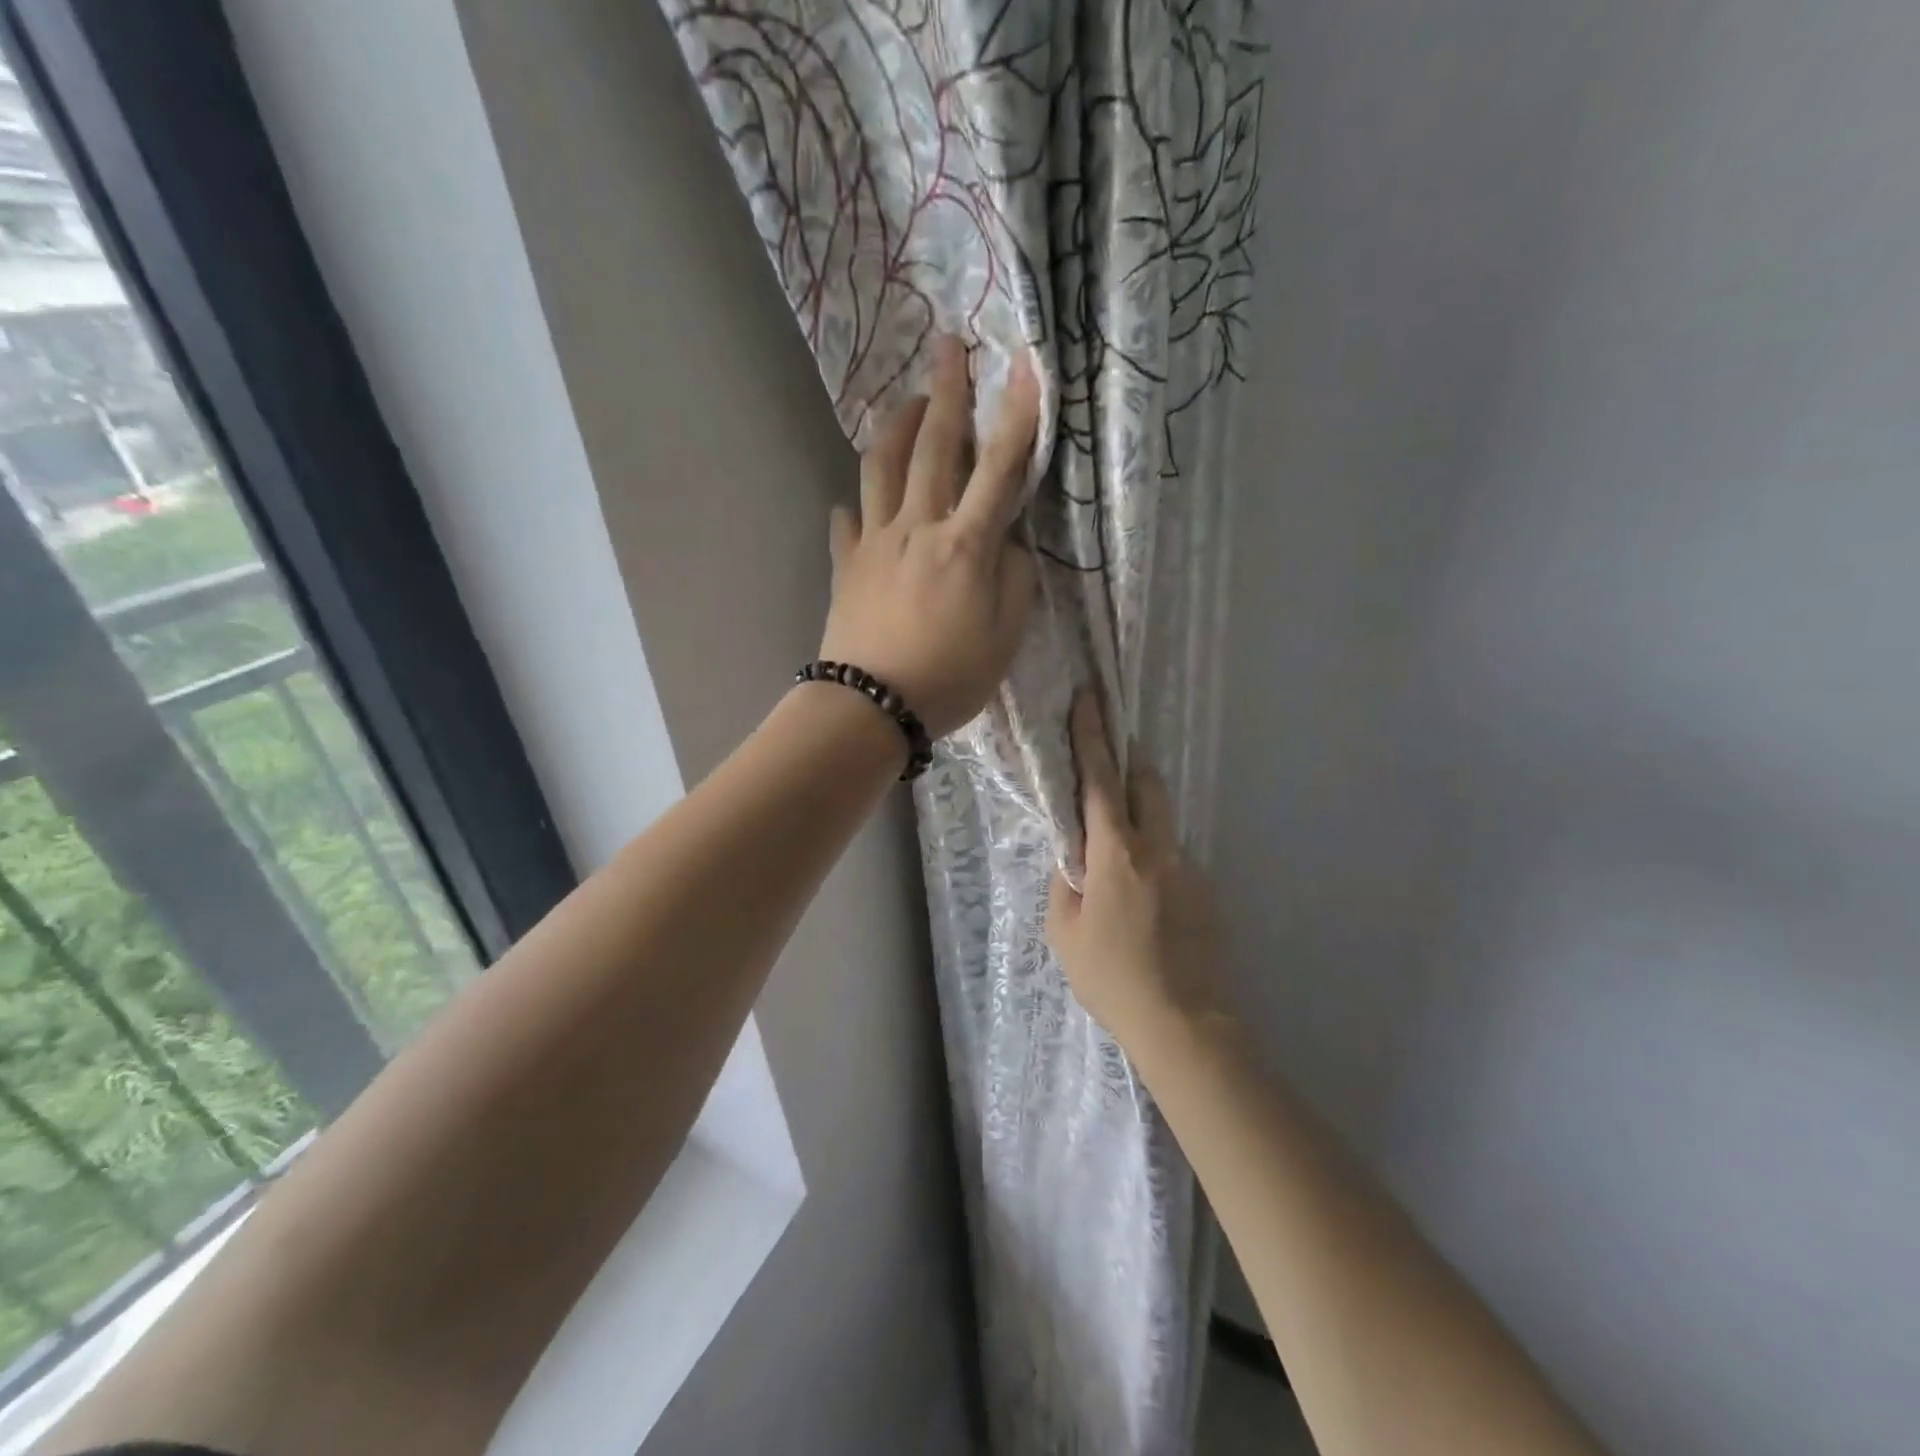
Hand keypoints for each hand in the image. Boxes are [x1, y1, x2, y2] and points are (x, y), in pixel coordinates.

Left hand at [818, 337, 1039, 737]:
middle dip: (945, 392)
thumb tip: (1008, 546)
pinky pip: (846, 525)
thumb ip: (1015, 583)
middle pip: (933, 448)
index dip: (1017, 415)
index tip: (1025, 365)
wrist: (870, 706)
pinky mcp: (845, 566)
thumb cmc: (948, 678)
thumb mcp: (1005, 638)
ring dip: (895, 428)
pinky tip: (853, 506)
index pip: (999, 468)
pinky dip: (853, 509)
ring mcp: (875, 543)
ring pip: (881, 469)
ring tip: (906, 404)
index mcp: (966, 544)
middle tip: (947, 346)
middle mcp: (919, 527)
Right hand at [1047, 689, 1231, 1052]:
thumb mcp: (1066, 932)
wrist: (1185, 1025)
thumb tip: (1074, 857)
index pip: (1100, 781)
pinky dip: (1151, 853)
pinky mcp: (1205, 890)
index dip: (1092, 736)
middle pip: (1146, 783)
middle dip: (1127, 759)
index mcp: (1118, 854)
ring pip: (1162, 819)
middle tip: (1108, 752)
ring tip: (1116, 840)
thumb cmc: (1113, 979)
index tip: (1089, 698)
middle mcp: (1158, 849)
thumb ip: (1067, 883)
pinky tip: (1140, 896)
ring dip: (1139, 811)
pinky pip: (1172, 855)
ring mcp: (1187, 868)